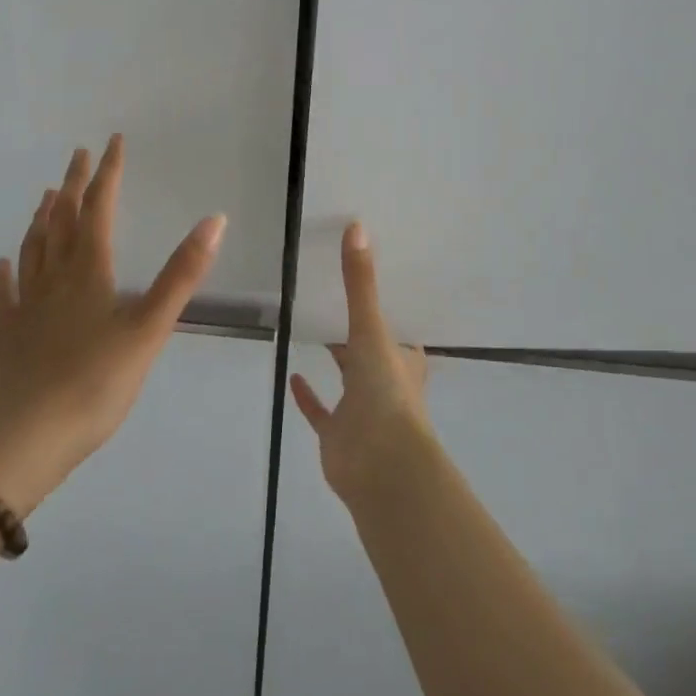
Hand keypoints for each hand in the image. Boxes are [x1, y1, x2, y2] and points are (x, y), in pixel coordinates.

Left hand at [0, 134, 225, 515]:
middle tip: (78, 155)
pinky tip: (4, 263)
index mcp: (89, 271)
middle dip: (74, 185)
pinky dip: (7, 273)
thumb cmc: (93, 383)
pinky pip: (7, 294)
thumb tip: (214, 220)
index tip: (112, 142)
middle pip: (63, 220)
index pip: (99, 208)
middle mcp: (55, 278)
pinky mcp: (9, 336)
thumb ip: (182, 275)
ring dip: (43, 218)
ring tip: (47, 195)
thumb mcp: (150, 329)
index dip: (108, 173)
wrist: (21, 442)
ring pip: (34, 249)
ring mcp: (28, 306)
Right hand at [291, 222, 430, 502]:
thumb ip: (360, 282)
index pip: (400, 328)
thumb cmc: (386, 394)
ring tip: (314, 327)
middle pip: (373, 350)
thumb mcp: (372, 329)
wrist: (381, 468)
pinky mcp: (337, 433)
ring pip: (348, 379)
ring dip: (337, 360)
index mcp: (403, 358)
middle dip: (359, 330)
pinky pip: (321, 410)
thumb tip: (357, 226)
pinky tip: (293, 375)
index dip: (390, 308)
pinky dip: (308, 396)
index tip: (373, 281)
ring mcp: (361, 409)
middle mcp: (386, 380)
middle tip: (335, 296)